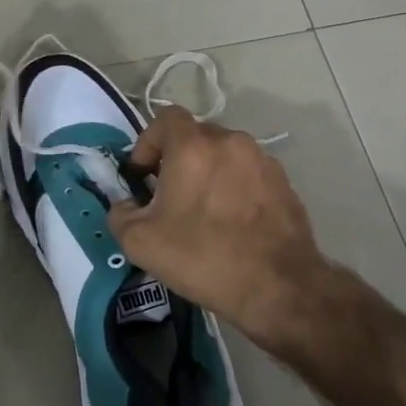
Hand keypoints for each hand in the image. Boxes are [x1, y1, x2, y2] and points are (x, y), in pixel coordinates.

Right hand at [107, 108, 332, 352]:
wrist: (278, 287)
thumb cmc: (203, 257)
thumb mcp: (141, 242)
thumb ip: (121, 213)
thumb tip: (126, 204)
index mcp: (194, 146)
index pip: (165, 119)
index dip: (147, 142)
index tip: (143, 176)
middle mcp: (231, 142)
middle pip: (196, 136)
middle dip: (177, 159)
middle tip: (168, 197)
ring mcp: (262, 160)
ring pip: (224, 155)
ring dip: (208, 173)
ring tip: (203, 212)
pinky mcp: (284, 183)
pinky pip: (248, 174)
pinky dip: (234, 187)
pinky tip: (232, 223)